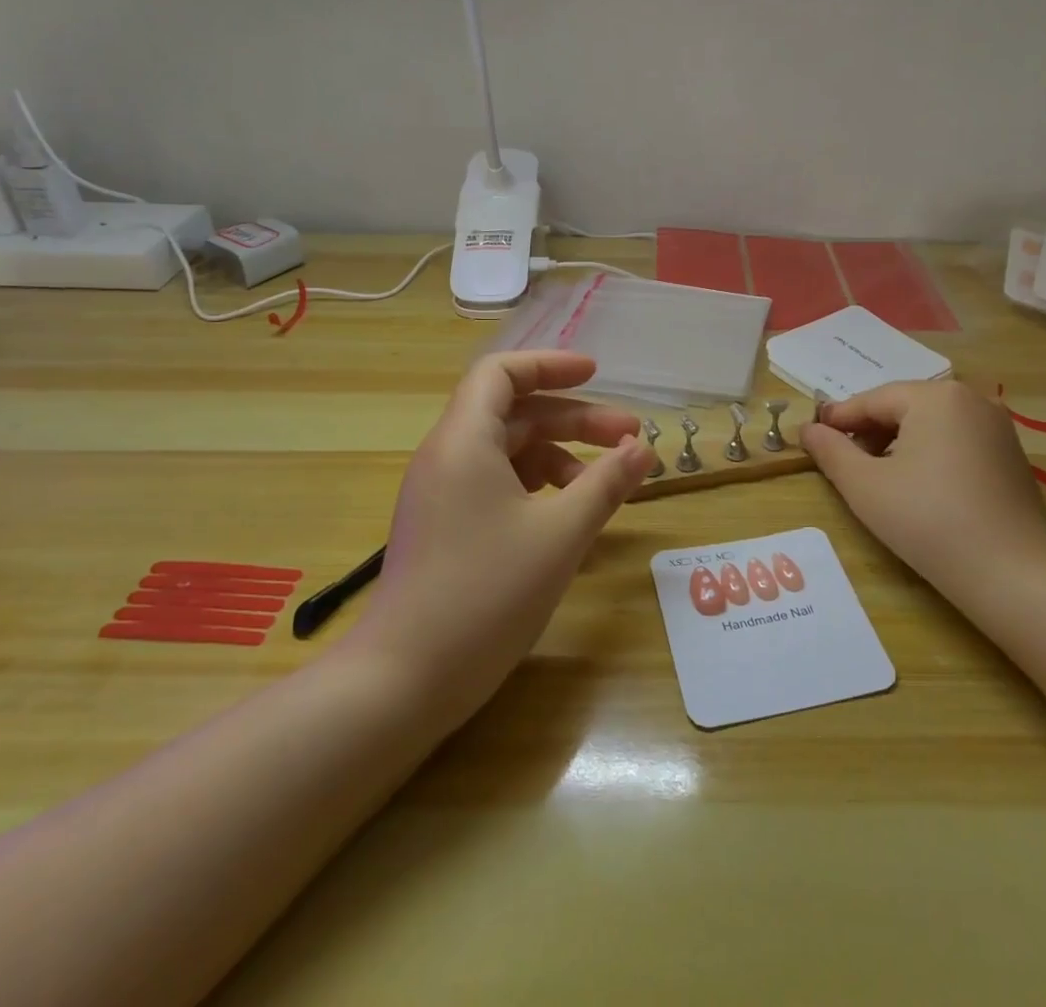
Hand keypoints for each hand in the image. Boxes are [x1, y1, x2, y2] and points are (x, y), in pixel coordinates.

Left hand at [347, 351, 652, 728]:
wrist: (402, 681)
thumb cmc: (485, 594)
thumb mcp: (560, 534)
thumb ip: (606, 483)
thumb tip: (643, 448)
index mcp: (464, 440)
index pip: (501, 373)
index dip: (550, 365)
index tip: (596, 374)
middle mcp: (447, 456)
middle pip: (515, 414)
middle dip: (575, 420)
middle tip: (630, 438)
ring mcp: (442, 494)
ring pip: (508, 452)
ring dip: (560, 457)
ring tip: (606, 483)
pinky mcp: (445, 527)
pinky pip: (496, 485)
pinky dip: (538, 487)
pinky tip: (570, 515)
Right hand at [801, 381, 1045, 612]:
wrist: (1014, 576)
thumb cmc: (928, 521)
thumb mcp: (865, 486)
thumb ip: (830, 451)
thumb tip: (808, 429)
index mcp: (935, 397)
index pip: (873, 400)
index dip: (839, 419)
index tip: (812, 437)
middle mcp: (970, 399)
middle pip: (904, 408)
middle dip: (870, 432)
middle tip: (843, 463)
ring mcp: (997, 427)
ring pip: (931, 425)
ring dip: (898, 444)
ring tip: (877, 478)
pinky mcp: (1011, 455)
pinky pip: (956, 441)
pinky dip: (929, 455)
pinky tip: (918, 488)